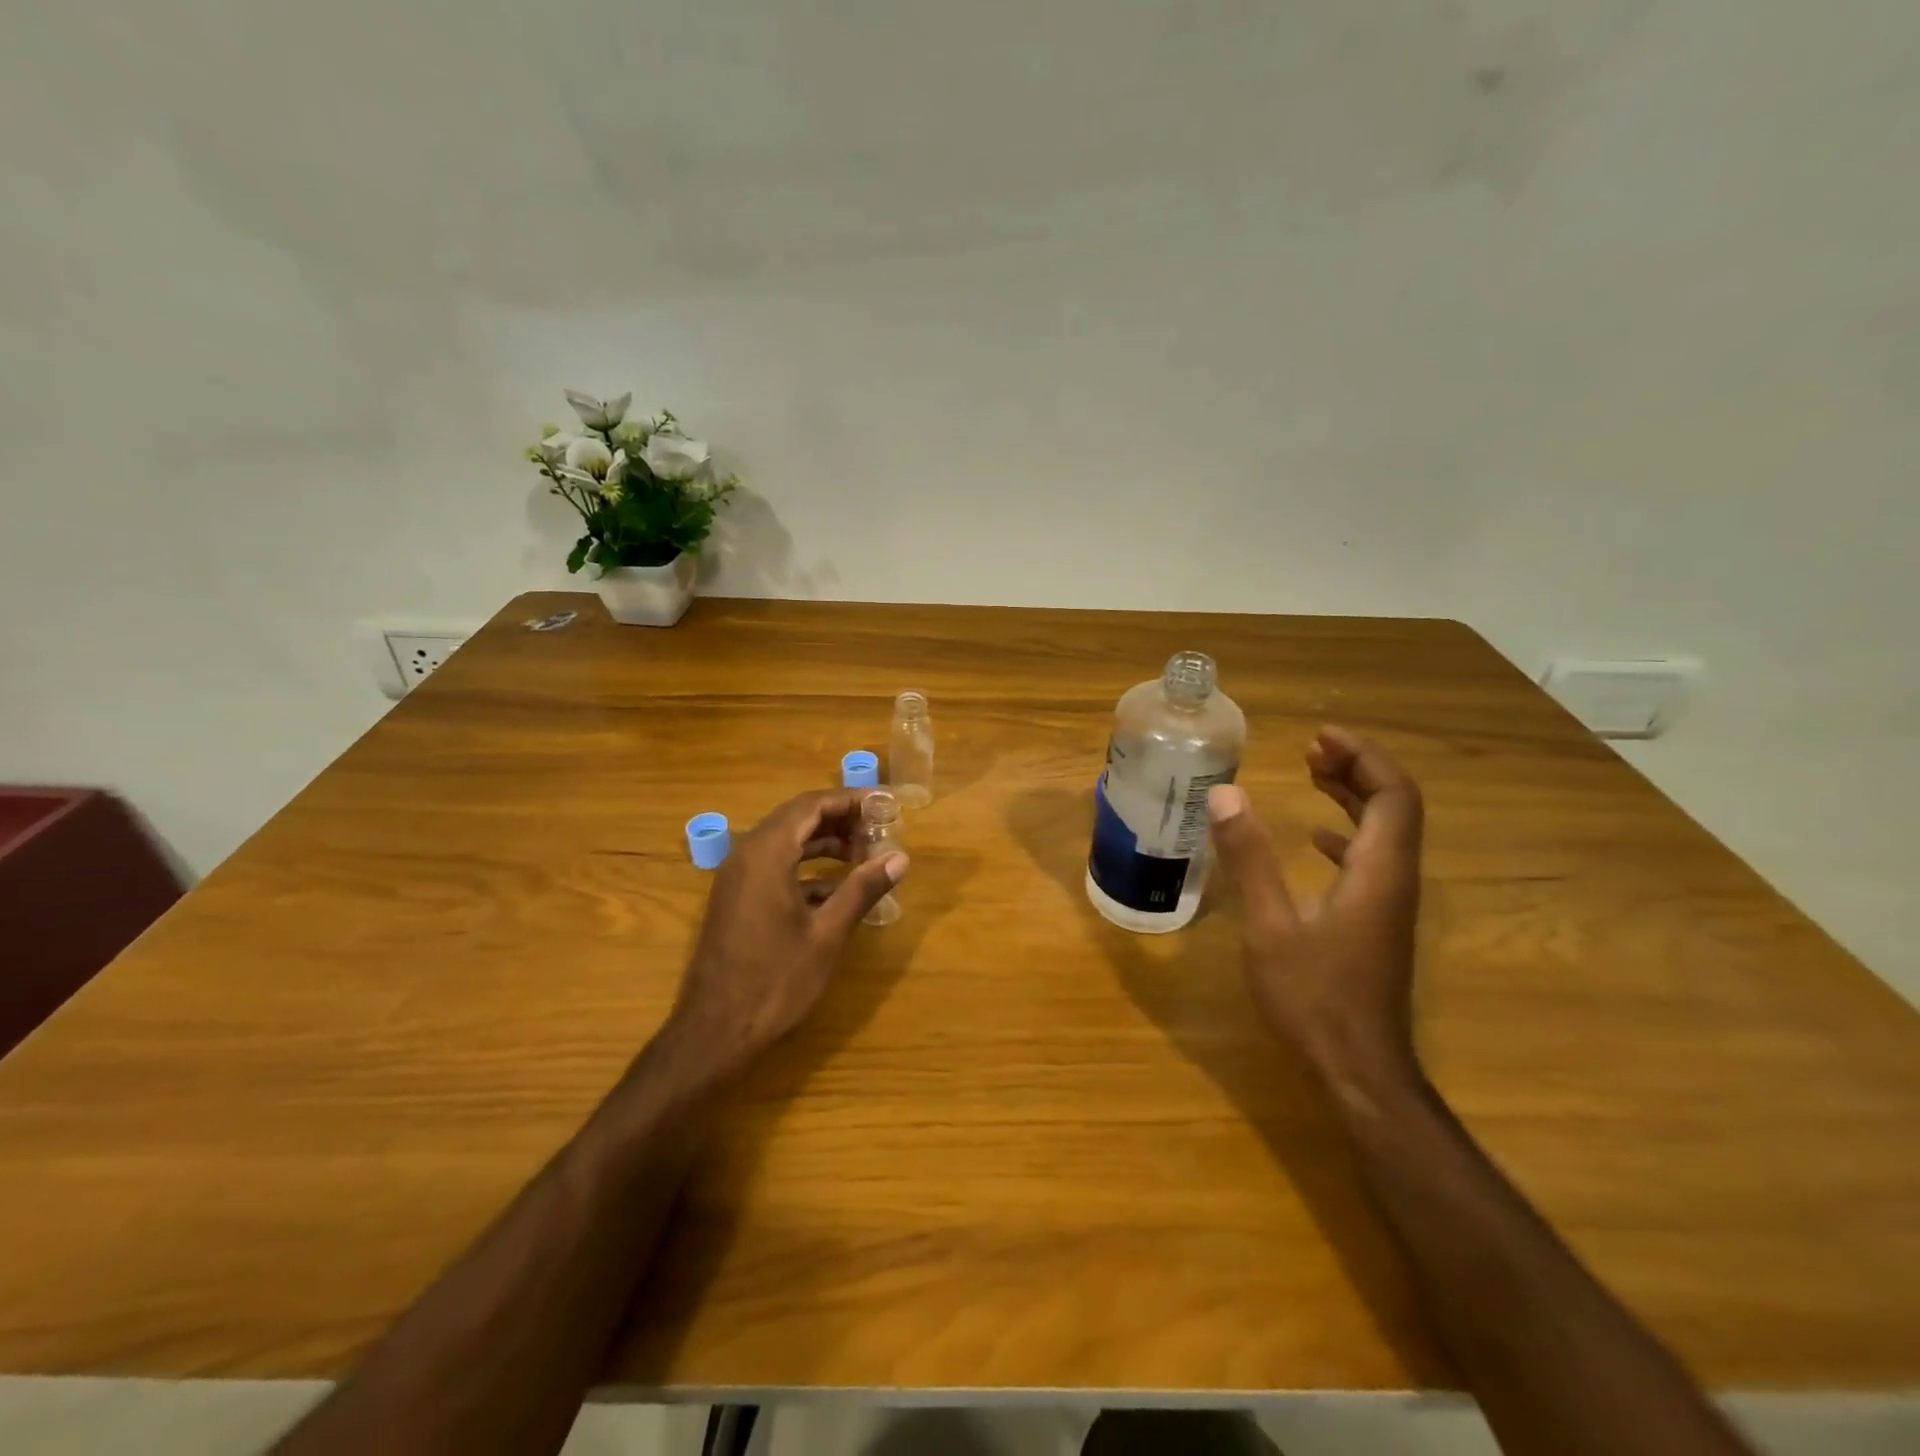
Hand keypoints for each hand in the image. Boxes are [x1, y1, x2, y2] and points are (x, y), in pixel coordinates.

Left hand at [667, 789, 907, 1078]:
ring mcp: (737, 878)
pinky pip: (775, 865)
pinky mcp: (736, 899)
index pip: (812, 806)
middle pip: (797, 818)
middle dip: (840, 818)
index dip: (850, 800)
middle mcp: (747, 855)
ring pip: (786, 841)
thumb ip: (862, 889)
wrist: (714, 1032)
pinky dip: (806, 866)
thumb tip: (900, 858)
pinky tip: (836, 888)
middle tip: (879, 828)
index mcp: (767, 854)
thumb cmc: (775, 981)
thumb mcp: (827, 934)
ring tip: (864, 853)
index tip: (884, 804)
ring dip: (824, 842)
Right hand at [1207, 727, 1424, 1097]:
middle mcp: (1395, 880)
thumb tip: (1225, 793)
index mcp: (1378, 872)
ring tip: (1313, 776)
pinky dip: (1348, 834)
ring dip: (1353, 797)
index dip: (1364, 757)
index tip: (1321, 737)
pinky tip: (1316, 839)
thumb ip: (1249, 858)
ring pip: (1385, 833)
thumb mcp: (1270, 925)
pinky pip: (1372, 860)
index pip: (1393, 795)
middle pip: (1395, 807)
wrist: (1359, 1071)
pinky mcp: (1377, 923)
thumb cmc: (1314, 997)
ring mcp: (1390, 904)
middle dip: (1357, 769)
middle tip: (1311, 750)